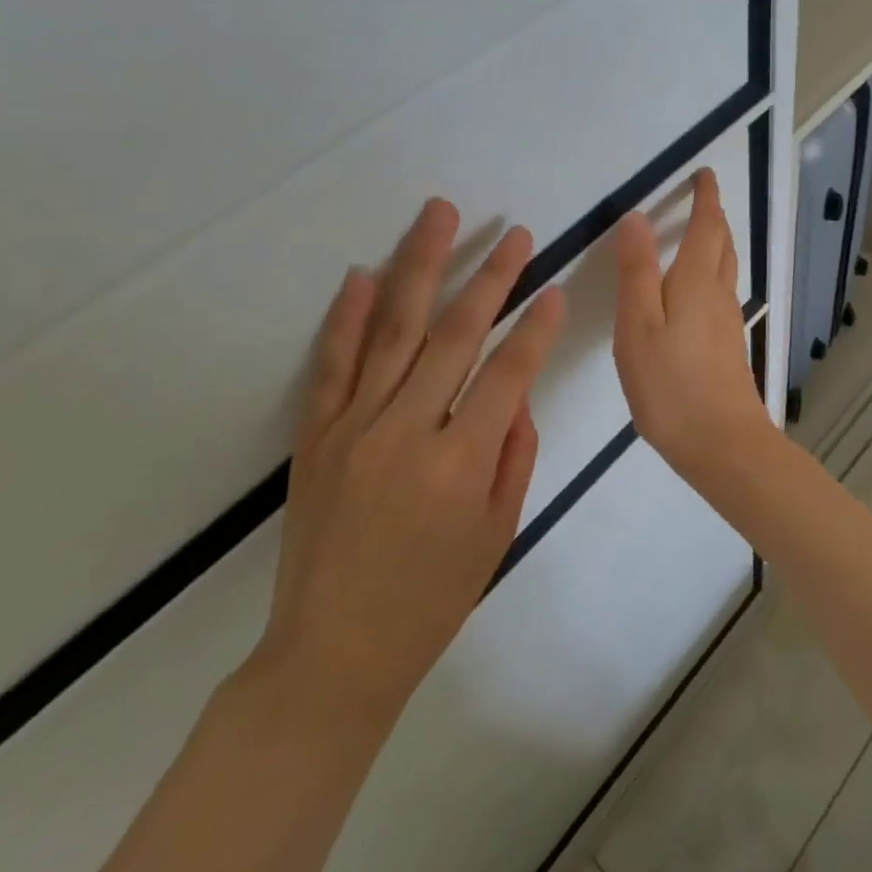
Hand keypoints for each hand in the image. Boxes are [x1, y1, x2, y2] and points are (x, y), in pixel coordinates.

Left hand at [249, 199, 565, 721]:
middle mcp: (406, 431)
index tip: (556, 287)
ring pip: (393, 329)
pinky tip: (361, 274)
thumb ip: (514, 453)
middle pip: (455, 335)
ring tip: (439, 215)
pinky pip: (332, 364)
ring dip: (420, 266)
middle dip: (491, 277)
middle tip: (516, 234)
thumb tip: (518, 392)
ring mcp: (355, 427)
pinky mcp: (316, 435)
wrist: (331, 655)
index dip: (537, 327)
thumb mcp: (497, 532)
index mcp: (460, 463)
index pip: (509, 373)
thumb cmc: (431, 600)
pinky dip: (346, 316)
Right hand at [613, 169, 773, 485]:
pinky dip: (711, 273)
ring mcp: (728, 321)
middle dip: (713, 217)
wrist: (722, 444)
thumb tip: (637, 218)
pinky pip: (721, 292)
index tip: (705, 174)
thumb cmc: (671, 383)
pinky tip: (695, 292)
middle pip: (722, 244)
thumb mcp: (638, 325)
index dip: (706, 197)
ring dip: (715, 243)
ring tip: (698, 235)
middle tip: (701, 200)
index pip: (707, 226)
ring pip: (725, 268)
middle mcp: (718, 294)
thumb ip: (636, 271)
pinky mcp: (728, 346)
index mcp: (696, 280)